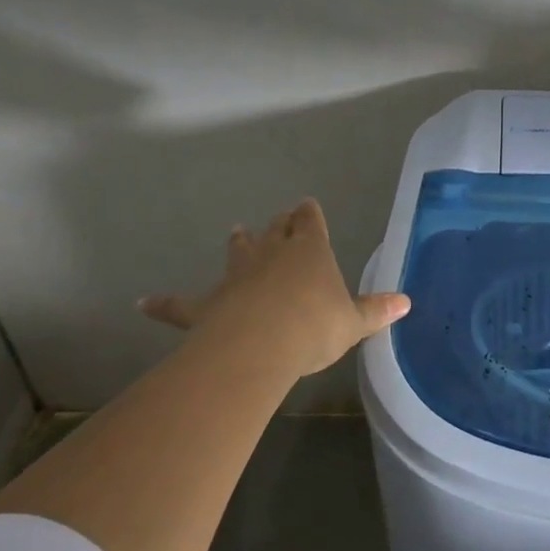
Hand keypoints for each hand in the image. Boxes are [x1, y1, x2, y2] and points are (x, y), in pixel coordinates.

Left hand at [138, 198, 409, 383]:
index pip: (310, 223)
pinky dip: (163, 303)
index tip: (306, 205)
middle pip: (275, 231)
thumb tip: (407, 302)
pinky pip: (181, 303)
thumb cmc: (314, 326)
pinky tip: (142, 302)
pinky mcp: (206, 304)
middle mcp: (272, 254)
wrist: (259, 346)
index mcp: (310, 251)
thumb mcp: (353, 322)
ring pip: (238, 251)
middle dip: (279, 224)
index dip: (309, 214)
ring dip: (239, 243)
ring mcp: (237, 276)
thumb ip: (376, 311)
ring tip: (236, 231)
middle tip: (280, 218)